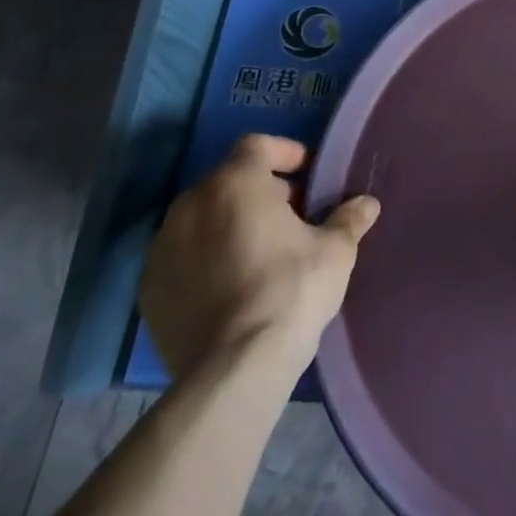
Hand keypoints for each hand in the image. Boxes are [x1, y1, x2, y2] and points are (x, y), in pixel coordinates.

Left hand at [139, 134, 379, 382]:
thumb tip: (366, 204)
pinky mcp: (149, 289)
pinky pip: (182, 257)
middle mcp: (190, 205)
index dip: (285, 153)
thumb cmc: (291, 290)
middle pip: (228, 181)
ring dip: (230, 224)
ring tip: (261, 252)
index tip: (308, 174)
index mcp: (235, 184)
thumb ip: (349, 219)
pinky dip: (205, 259)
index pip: (257, 145)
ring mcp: (162, 248)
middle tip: (292, 216)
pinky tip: (231, 286)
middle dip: (260, 192)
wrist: (233, 369)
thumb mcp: (335, 251)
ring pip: (202, 219)